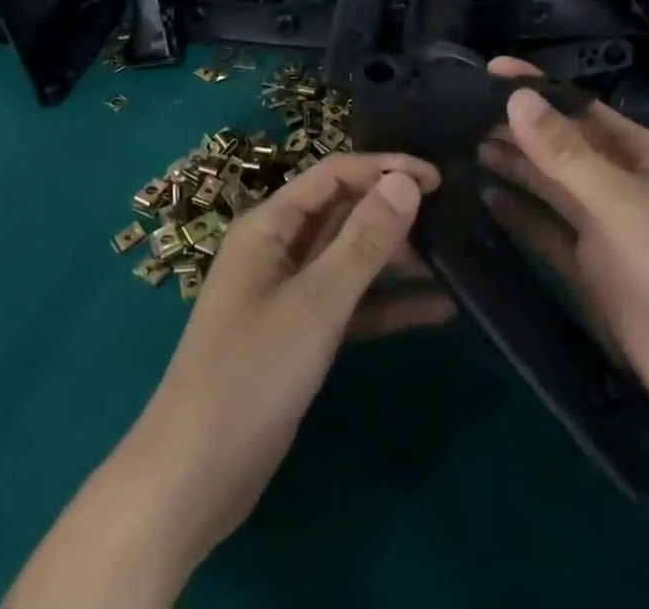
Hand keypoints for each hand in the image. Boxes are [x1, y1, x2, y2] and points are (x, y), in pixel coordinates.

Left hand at [133, 152, 450, 566]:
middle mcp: (280, 250)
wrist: (193, 480)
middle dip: (393, 212)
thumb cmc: (250, 375)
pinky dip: (388, 305)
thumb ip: (363, 241)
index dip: (384, 168)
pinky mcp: (302, 336)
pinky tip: (438, 309)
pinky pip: (353, 305)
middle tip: (453, 218)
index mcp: (270, 226)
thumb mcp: (315, 304)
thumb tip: (405, 182)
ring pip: (351, 259)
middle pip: (343, 213)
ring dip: (396, 258)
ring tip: (454, 258)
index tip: (438, 178)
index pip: (334, 175)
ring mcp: (291, 294)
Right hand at [478, 58, 648, 486]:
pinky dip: (516, 215)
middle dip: (515, 128)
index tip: (486, 70)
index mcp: (644, 156)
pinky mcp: (590, 274)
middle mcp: (622, 186)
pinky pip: (546, 233)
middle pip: (559, 147)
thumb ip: (568, 155)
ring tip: (456, 148)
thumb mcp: (628, 206)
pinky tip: (481, 199)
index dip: (536, 88)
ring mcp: (606, 232)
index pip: (580, 109)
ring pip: (548, 188)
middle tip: (453, 113)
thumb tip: (516, 97)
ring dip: (511, 167)